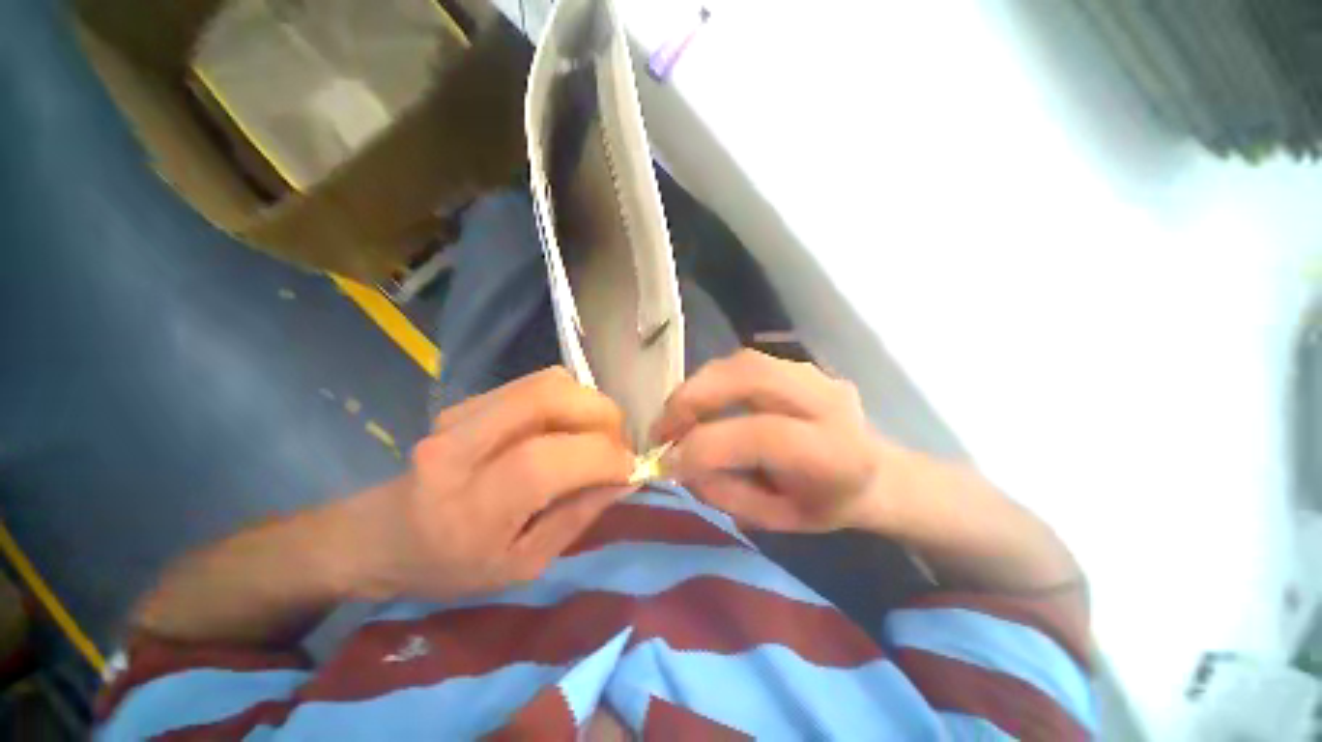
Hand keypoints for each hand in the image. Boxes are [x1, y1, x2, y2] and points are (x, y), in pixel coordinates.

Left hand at [351, 368, 633, 600]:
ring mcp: (464, 411)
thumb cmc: (450, 564)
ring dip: (589, 404)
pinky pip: (540, 383)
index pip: (548, 461)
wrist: (381, 534)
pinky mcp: (471, 399)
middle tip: (617, 445)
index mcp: (470, 505)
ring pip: (551, 382)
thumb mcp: (521, 565)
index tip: (629, 469)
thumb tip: (624, 478)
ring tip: (596, 435)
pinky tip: (569, 426)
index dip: (603, 458)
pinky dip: (571, 399)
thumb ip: (577, 517)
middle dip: (604, 416)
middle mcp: (461, 444)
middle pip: (552, 398)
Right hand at [652, 349, 901, 532]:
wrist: (876, 473)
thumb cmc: (827, 505)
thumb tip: (677, 461)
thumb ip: (724, 491)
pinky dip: (713, 380)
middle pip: (750, 376)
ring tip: (676, 415)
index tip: (666, 462)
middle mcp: (827, 400)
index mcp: (834, 452)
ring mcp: (814, 373)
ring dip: (699, 385)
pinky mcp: (798, 364)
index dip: (706, 446)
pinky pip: (745, 362)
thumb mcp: (776, 519)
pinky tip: (701, 402)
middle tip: (662, 428)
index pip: (763, 435)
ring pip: (743, 361)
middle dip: (693, 398)